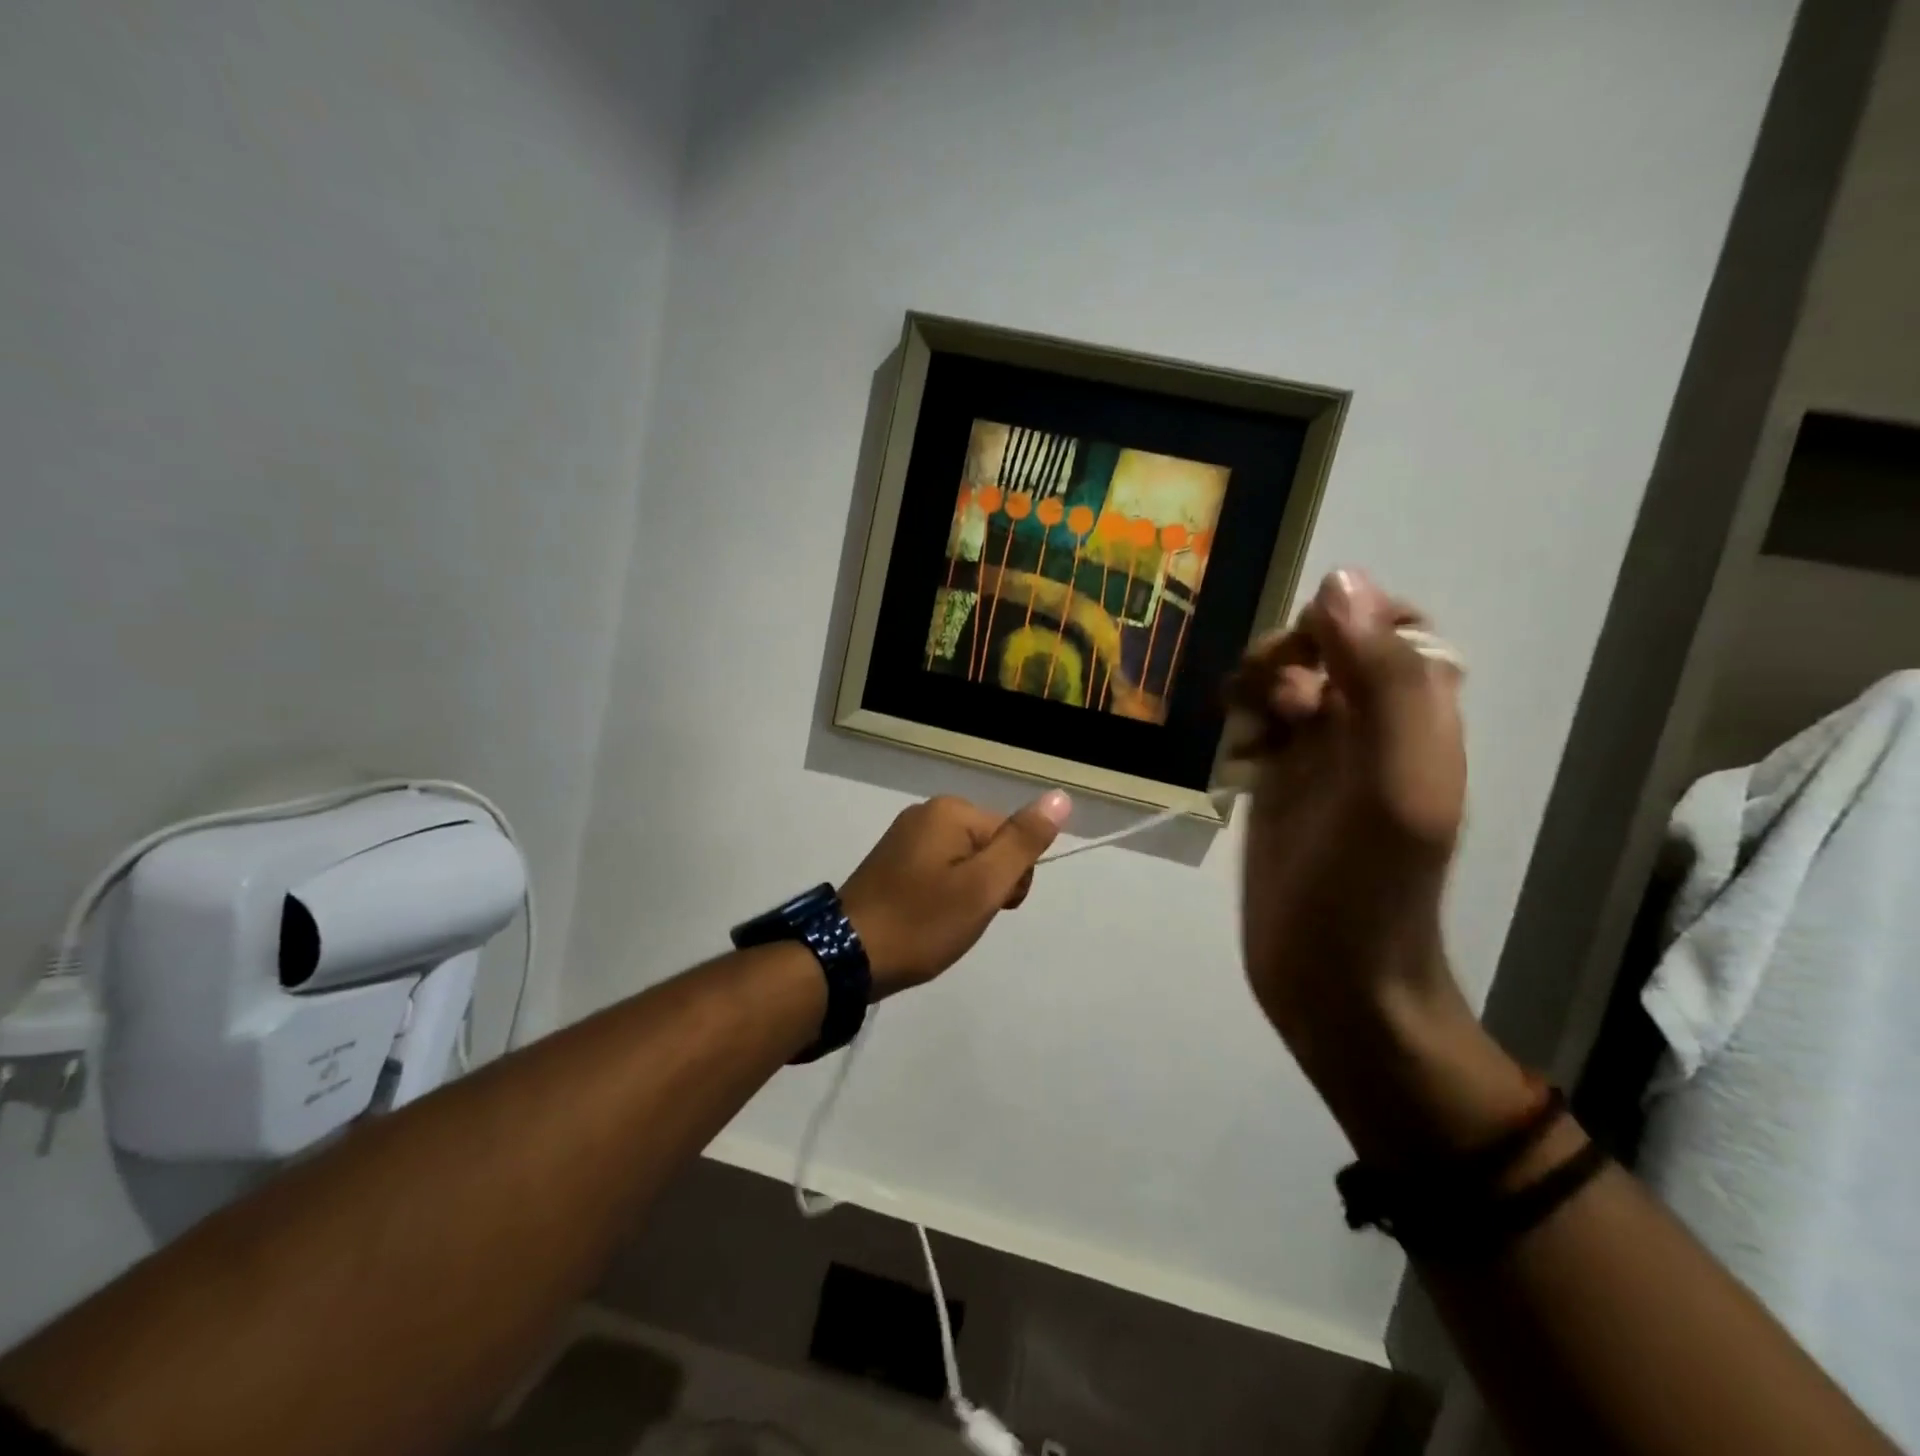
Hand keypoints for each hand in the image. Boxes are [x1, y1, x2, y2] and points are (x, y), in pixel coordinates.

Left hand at [839, 790, 1071, 997]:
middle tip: (962, 917)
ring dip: (966, 895)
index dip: (1011, 878)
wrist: (848, 955)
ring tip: (943, 923)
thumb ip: (1023, 842)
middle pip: (988, 846)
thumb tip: (1061, 796)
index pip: (1012, 837)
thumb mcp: (983, 886)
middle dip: (988, 885)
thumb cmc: (922, 922)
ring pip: (965, 863)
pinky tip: (926, 919)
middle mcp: (926, 813)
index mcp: (950, 811)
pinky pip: (938, 872)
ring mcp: (905, 837)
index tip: (990, 907)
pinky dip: (942, 897)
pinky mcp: (891, 861)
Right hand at [1230, 569, 1528, 1157]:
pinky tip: (1233, 760)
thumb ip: (1381, 683)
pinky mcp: (1280, 788)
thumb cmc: (1368, 888)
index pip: (1392, 626)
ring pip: (1286, 684)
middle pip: (1328, 648)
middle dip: (1288, 657)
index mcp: (1417, 717)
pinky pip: (1258, 727)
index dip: (1346, 621)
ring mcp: (1322, 759)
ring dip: (1256, 690)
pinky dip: (1240, 726)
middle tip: (1266, 703)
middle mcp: (1372, 728)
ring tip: (1244, 736)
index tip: (1304, 654)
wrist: (1334, 982)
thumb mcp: (1393, 784)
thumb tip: (1340, 582)